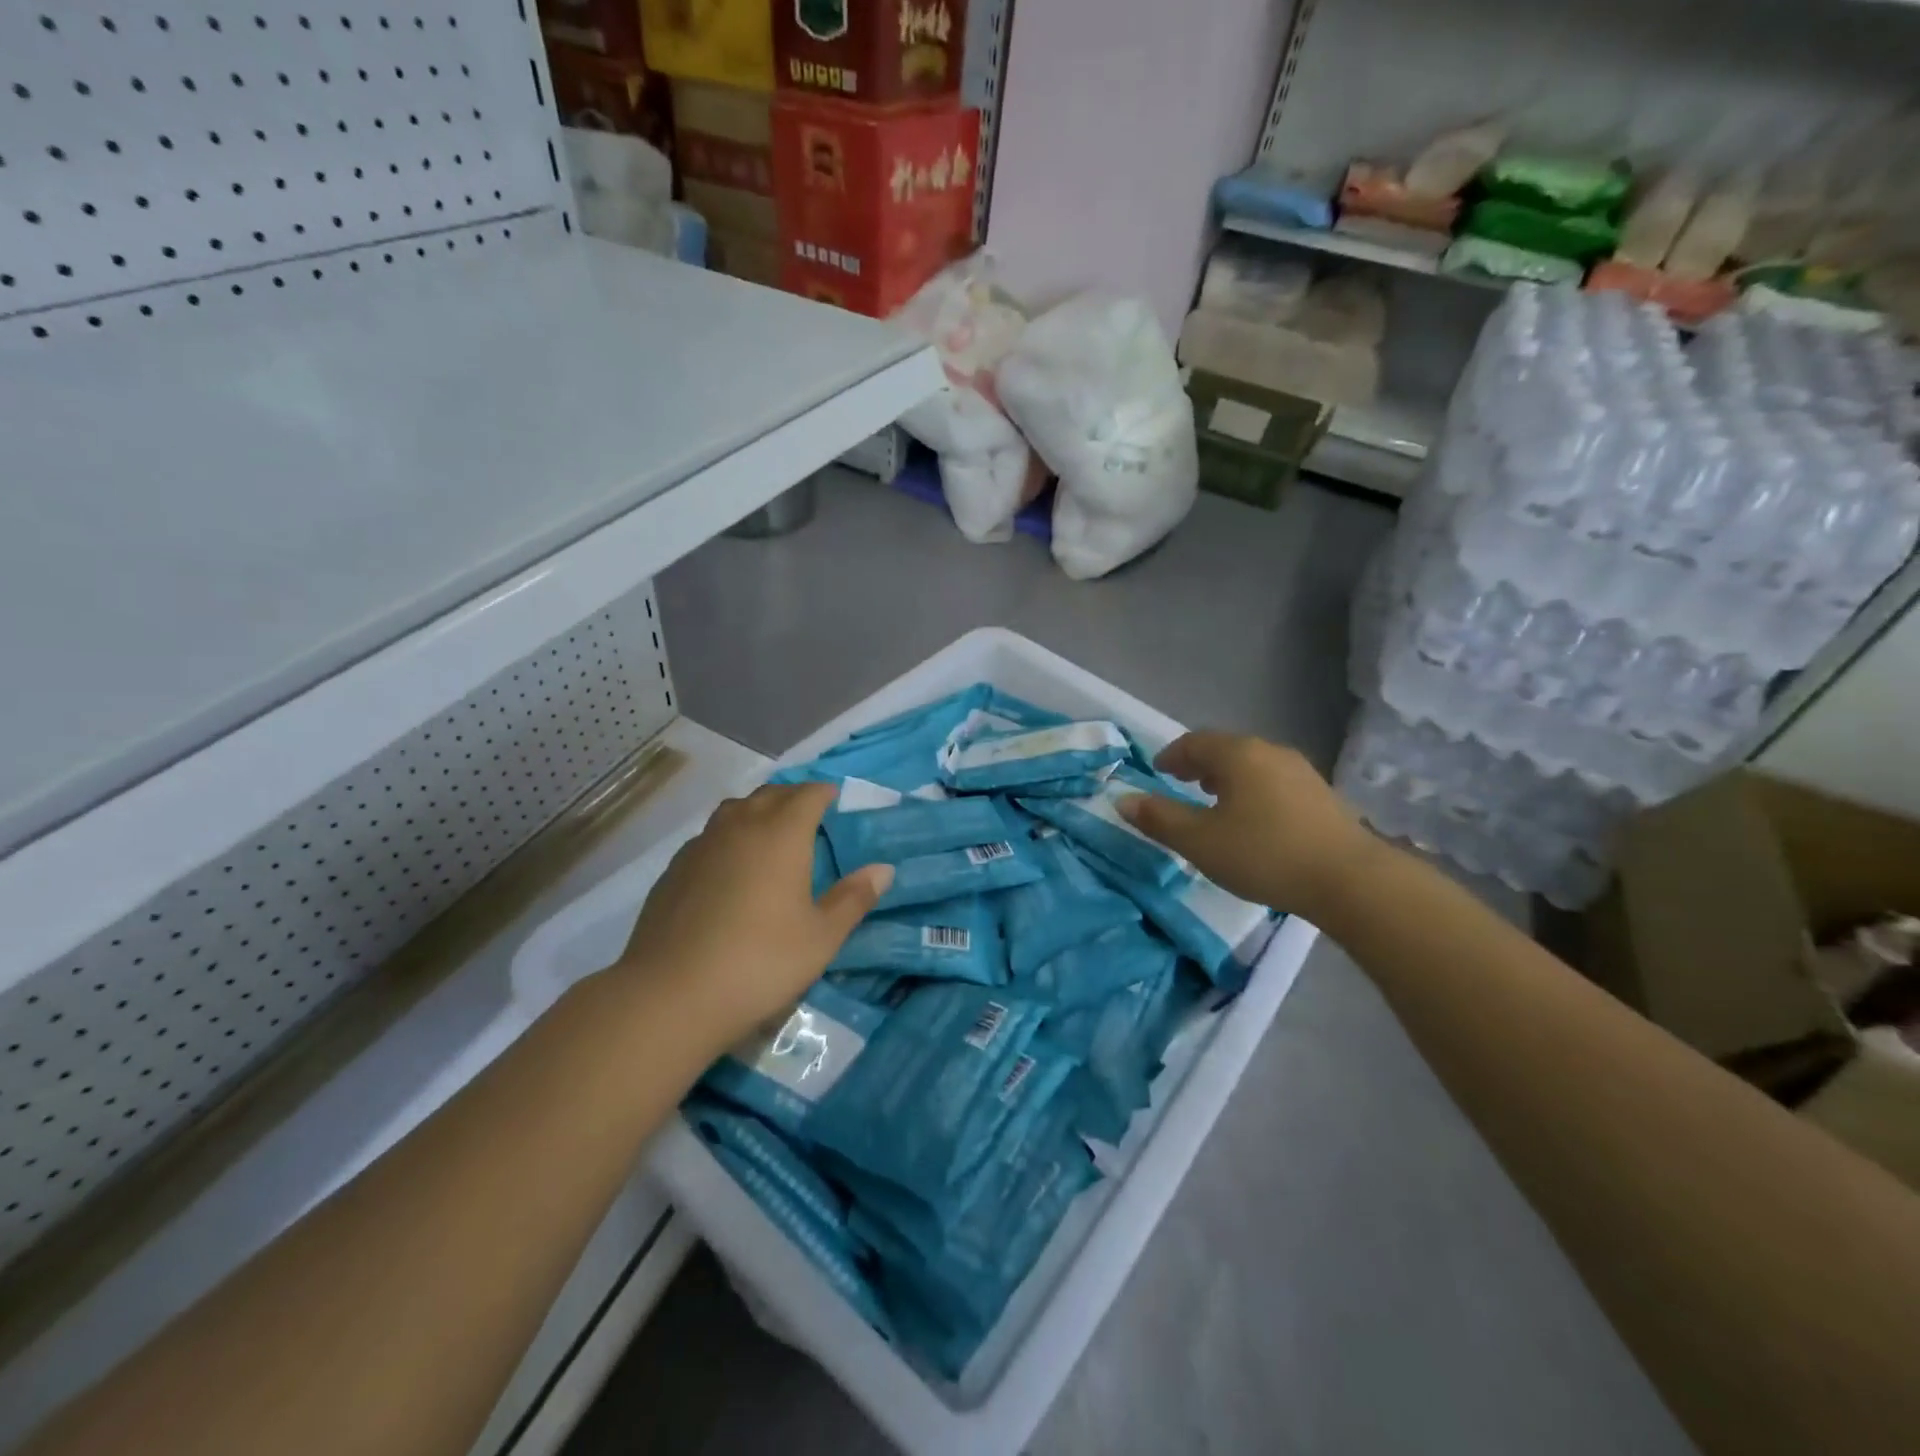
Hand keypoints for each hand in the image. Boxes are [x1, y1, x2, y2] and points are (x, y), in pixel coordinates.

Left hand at [617, 783, 891, 1052]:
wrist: (671, 995)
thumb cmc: (760, 962)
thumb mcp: (821, 937)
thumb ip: (853, 898)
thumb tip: (883, 869)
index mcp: (782, 834)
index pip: (807, 794)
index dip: (824, 792)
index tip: (835, 799)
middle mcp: (740, 827)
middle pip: (769, 795)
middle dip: (792, 797)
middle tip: (809, 815)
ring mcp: (701, 846)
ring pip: (734, 811)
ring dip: (756, 812)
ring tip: (770, 834)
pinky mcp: (674, 870)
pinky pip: (709, 837)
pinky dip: (728, 839)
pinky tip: (730, 870)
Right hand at [1118, 732, 1378, 921]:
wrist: (1349, 879)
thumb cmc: (1264, 854)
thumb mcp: (1200, 841)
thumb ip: (1159, 819)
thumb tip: (1122, 800)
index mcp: (1237, 755)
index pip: (1195, 742)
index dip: (1172, 755)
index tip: (1158, 770)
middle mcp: (1269, 752)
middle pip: (1226, 749)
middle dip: (1199, 764)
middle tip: (1181, 782)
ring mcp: (1301, 772)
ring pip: (1252, 764)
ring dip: (1227, 777)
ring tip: (1214, 800)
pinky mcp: (1321, 795)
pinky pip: (1273, 781)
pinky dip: (1252, 789)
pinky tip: (1252, 818)